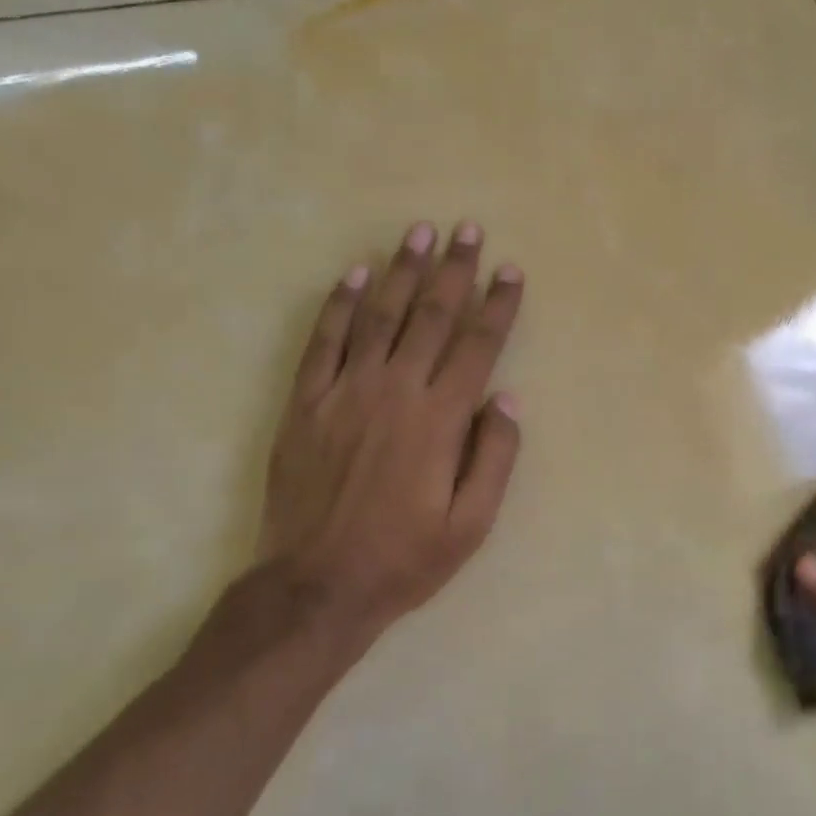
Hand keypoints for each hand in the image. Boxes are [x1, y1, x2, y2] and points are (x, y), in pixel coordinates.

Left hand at [202, 220, 524, 672]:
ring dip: (401, 271)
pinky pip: (324, 341)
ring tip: (418, 233)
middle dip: (453, 270)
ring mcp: (345, 392)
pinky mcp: (306, 403)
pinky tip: (354, 275)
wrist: (315, 585)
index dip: (498, 305)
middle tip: (467, 230)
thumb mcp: (471, 525)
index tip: (510, 270)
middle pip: (430, 316)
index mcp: (440, 419)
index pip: (477, 346)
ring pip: (379, 316)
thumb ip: (495, 458)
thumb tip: (508, 399)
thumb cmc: (404, 558)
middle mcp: (395, 391)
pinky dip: (340, 305)